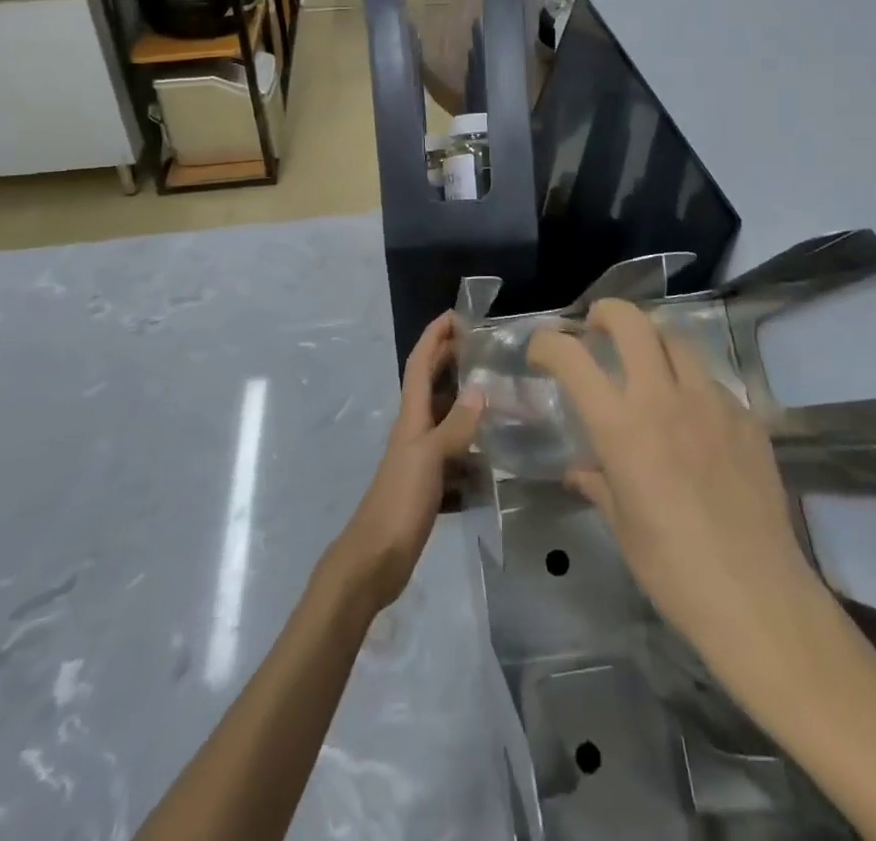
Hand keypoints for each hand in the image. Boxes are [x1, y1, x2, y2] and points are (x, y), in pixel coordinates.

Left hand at [326, 312, 483, 613]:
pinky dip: (472, 450)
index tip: (456, 315)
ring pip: (446, 420)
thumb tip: (479, 387)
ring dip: (466, 405)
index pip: (419, 363)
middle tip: (484, 348)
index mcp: (411, 417)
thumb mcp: (429, 458)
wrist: (375, 560)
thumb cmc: (399, 501)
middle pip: (431, 386)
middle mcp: (414, 431)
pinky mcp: (429, 486)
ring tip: (500, 397)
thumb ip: (455, 424)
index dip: (434, 336)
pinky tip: (494, 456)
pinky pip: (455, 457)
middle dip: (451, 361)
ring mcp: (421, 459)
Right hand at [528, 299, 824, 676]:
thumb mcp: (622, 527)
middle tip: (596, 329)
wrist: (759, 599)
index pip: (572, 357)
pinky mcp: (747, 417)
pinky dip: (691, 383)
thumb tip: (579, 471)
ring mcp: (711, 402)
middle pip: (632, 321)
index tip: (540, 351)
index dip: (547, 342)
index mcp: (621, 427)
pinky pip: (711, 381)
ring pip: (676, 338)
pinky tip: (693, 417)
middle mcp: (663, 399)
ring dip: (651, 340)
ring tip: (645, 362)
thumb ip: (598, 483)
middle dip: (606, 313)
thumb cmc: (674, 571)